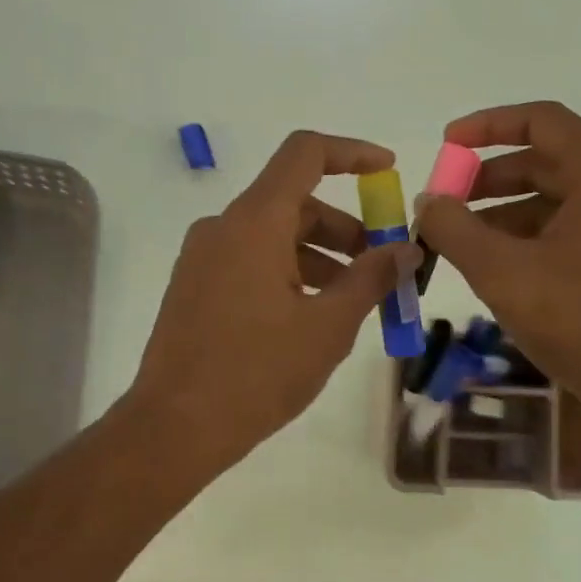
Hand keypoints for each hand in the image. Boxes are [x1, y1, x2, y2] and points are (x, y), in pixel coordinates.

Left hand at [130, 131, 419, 470]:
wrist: (174, 428)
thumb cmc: (257, 373)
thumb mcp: (328, 327)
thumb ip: (370, 278)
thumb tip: (405, 248)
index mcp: (254, 223)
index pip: (305, 153)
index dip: (352, 153)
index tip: (388, 171)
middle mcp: (222, 227)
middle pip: (294, 202)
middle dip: (345, 228)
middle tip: (382, 267)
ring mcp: (202, 258)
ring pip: (273, 236)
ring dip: (319, 256)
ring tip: (353, 302)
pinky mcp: (194, 287)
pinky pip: (249, 261)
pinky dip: (287, 273)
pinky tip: (311, 316)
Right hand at [415, 101, 580, 441]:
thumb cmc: (580, 320)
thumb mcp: (501, 271)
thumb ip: (453, 228)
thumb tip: (428, 202)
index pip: (541, 121)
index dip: (486, 126)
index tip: (445, 145)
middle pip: (550, 161)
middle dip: (490, 180)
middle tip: (447, 205)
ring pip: (563, 199)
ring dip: (510, 213)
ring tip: (466, 244)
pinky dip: (538, 236)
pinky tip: (506, 268)